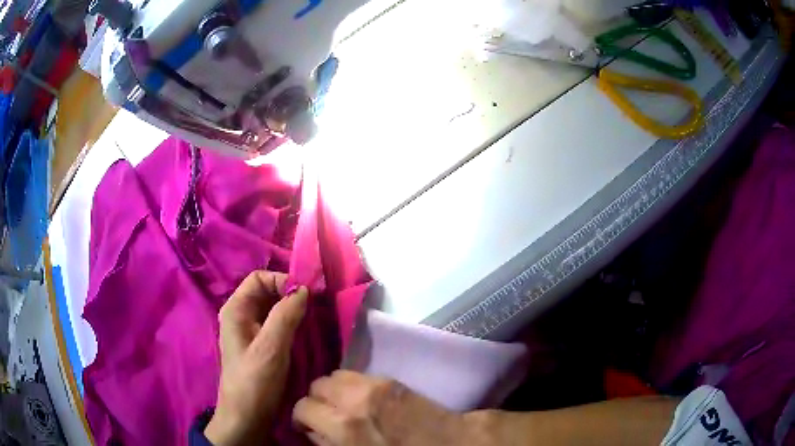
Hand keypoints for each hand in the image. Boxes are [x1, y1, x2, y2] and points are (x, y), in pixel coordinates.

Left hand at [205, 270, 308, 445]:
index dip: (282, 281)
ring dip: (294, 311)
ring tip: (315, 320)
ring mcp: (250, 332)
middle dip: (291, 296)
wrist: (247, 418)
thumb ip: (286, 315)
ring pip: (274, 309)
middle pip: (267, 292)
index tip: (307, 296)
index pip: (259, 278)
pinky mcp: (261, 346)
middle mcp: (241, 316)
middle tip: (316, 307)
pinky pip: (277, 326)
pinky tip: (307, 334)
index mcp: (236, 309)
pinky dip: (293, 325)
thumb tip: (304, 289)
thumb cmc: (254, 382)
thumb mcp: (271, 347)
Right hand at [293, 371, 473, 445]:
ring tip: (347, 405)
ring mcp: (377, 386)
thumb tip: (316, 432)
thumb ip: (331, 443)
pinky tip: (366, 399)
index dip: (303, 419)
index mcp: (345, 426)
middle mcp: (356, 400)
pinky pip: (362, 375)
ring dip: (337, 390)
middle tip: (329, 416)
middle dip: (319, 400)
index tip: (309, 427)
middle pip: (318, 385)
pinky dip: (356, 385)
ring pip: (338, 375)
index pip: (304, 408)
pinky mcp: (395, 381)